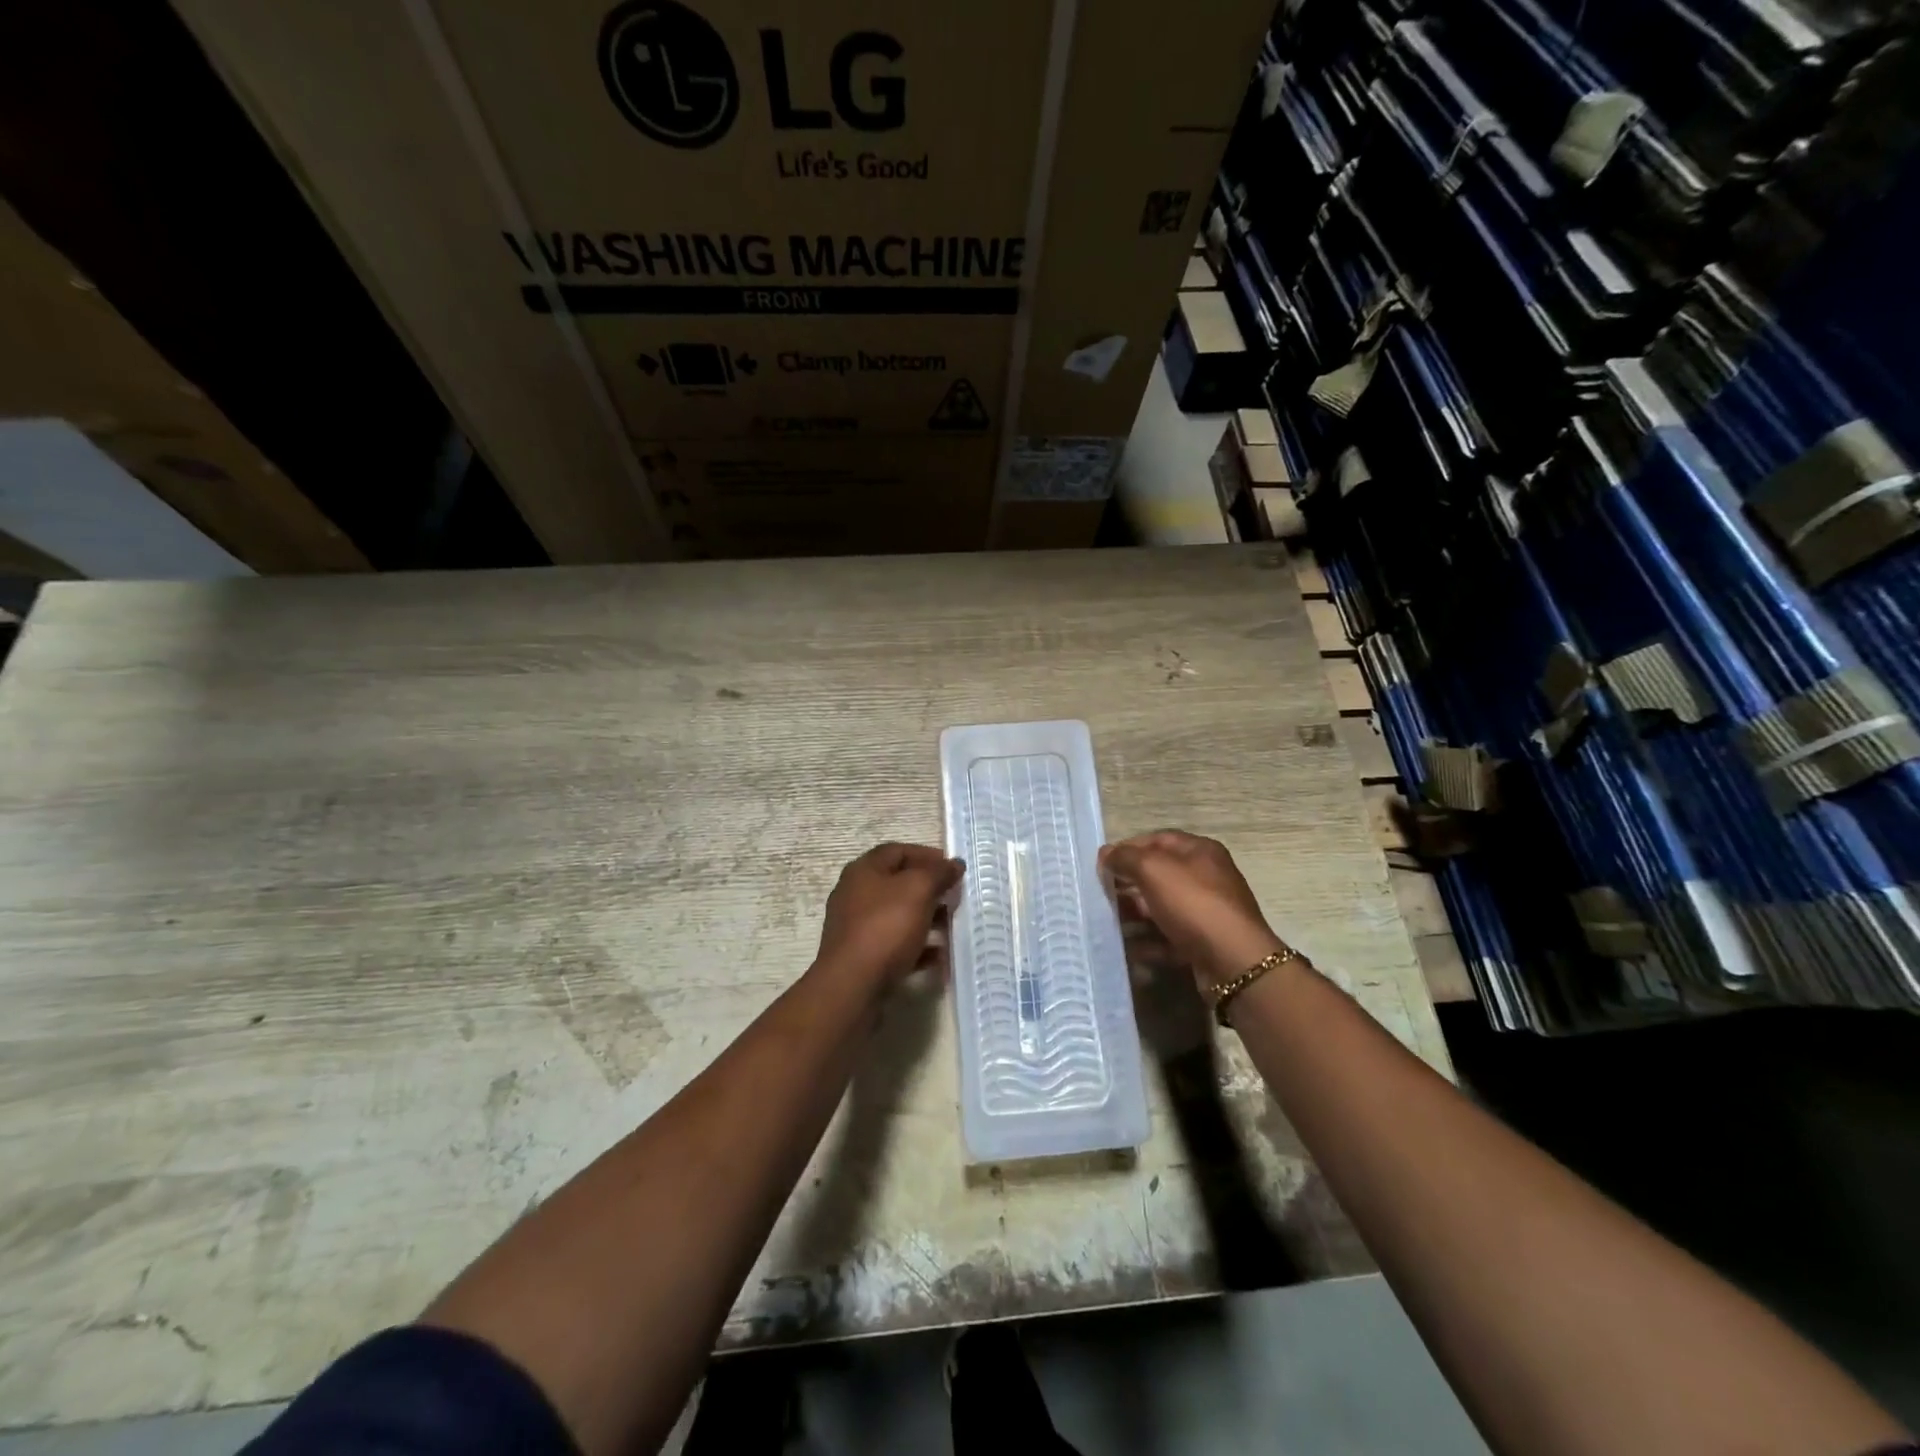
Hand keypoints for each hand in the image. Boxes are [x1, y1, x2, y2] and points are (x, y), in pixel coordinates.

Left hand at [815, 842, 964, 987]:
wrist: (852, 985)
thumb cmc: (885, 927)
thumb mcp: (918, 890)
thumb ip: (939, 873)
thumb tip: (955, 863)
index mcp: (864, 870)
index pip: (897, 851)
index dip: (926, 855)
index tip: (953, 868)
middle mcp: (855, 894)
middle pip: (898, 883)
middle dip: (929, 889)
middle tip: (955, 897)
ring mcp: (857, 927)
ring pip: (898, 915)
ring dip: (926, 918)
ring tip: (952, 927)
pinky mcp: (862, 956)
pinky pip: (895, 945)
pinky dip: (917, 946)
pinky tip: (939, 956)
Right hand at [1099, 831, 1287, 990]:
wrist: (1233, 961)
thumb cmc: (1193, 903)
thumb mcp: (1153, 869)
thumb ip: (1125, 857)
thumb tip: (1106, 853)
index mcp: (1200, 851)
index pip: (1158, 839)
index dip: (1128, 848)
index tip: (1102, 864)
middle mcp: (1207, 877)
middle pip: (1159, 875)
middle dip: (1129, 883)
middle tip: (1102, 894)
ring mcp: (1207, 912)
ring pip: (1162, 907)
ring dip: (1135, 915)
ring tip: (1109, 923)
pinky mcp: (1204, 942)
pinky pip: (1169, 937)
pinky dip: (1149, 942)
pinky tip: (1130, 950)